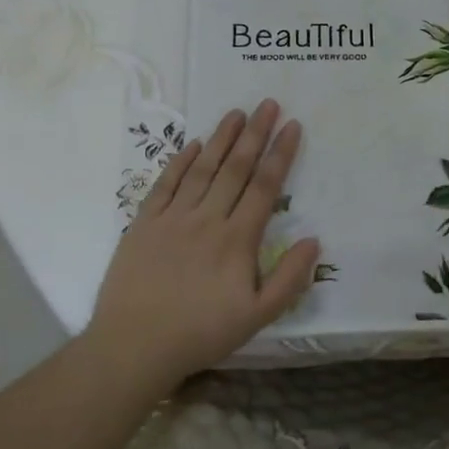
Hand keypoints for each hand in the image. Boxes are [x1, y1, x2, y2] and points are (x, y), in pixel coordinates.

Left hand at [87, 100, 319, 384]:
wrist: (135, 345)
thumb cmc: (201, 333)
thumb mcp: (257, 316)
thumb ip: (289, 279)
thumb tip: (314, 240)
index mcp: (237, 239)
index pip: (264, 187)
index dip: (281, 154)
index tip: (293, 126)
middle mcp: (207, 219)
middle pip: (236, 168)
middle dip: (255, 133)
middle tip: (268, 103)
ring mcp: (173, 218)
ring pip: (202, 169)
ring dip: (221, 138)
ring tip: (236, 112)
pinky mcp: (144, 224)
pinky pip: (166, 184)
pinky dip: (180, 162)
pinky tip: (192, 145)